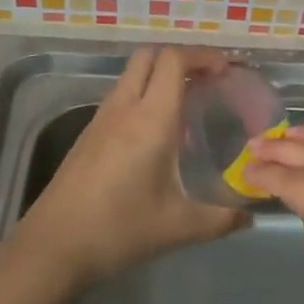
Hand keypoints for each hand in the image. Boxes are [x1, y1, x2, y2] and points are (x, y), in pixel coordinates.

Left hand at [18, 46, 248, 286]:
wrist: (53, 247)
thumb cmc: (119, 230)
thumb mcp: (178, 227)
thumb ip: (221, 220)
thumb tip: (250, 218)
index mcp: (150, 120)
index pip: (173, 61)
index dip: (202, 56)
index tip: (226, 70)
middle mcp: (123, 109)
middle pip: (148, 57)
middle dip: (181, 59)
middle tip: (208, 80)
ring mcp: (100, 120)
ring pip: (131, 76)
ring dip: (159, 77)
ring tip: (188, 105)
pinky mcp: (87, 135)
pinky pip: (120, 98)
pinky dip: (142, 96)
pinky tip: (156, 134)